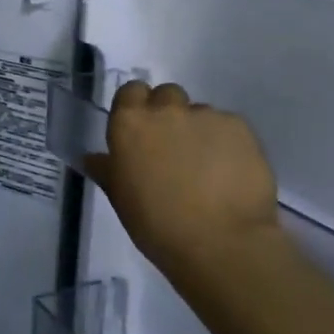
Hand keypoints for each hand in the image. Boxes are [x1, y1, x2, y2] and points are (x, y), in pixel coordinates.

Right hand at [84, 82, 282, 281]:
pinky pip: (229, 127)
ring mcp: (206, 116)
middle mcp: (166, 110)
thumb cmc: (157, 224)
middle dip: (169, 113)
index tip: (141, 131)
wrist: (221, 242)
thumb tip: (94, 158)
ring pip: (200, 113)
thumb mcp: (121, 198)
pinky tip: (231, 172)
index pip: (130, 92)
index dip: (137, 107)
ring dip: (199, 131)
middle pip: (167, 95)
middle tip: (174, 148)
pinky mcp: (240, 127)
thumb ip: (108, 169)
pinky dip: (227, 143)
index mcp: (130, 124)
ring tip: (208, 167)